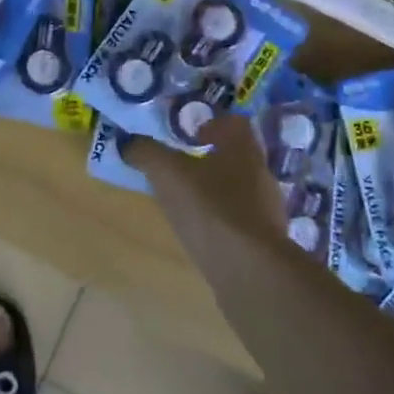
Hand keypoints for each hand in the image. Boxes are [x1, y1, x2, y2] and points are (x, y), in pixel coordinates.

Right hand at [123, 114, 287, 243]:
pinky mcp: (265, 241)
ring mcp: (267, 209)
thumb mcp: (167, 174)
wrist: (250, 270)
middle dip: (210, 157)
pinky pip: (240, 219)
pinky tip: (201, 229)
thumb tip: (127, 142)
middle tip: (180, 163)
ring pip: (239, 188)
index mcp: (243, 148)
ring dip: (215, 188)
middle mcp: (260, 173)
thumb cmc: (210, 208)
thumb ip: (146, 152)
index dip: (211, 122)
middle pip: (236, 155)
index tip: (189, 132)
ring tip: (186, 199)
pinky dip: (221, 219)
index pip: (234, 123)